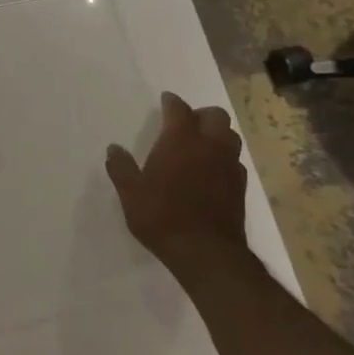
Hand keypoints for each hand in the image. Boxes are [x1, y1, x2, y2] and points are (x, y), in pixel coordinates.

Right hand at [105, 92, 249, 281]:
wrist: (206, 253)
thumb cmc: (162, 216)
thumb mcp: (130, 193)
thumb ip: (121, 167)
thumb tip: (113, 149)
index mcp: (181, 140)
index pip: (179, 109)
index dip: (172, 102)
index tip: (166, 101)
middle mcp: (209, 146)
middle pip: (215, 116)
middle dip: (201, 114)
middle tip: (185, 124)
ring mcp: (229, 166)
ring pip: (230, 136)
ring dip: (217, 134)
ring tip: (201, 145)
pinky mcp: (240, 187)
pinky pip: (235, 161)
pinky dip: (224, 158)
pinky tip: (212, 171)